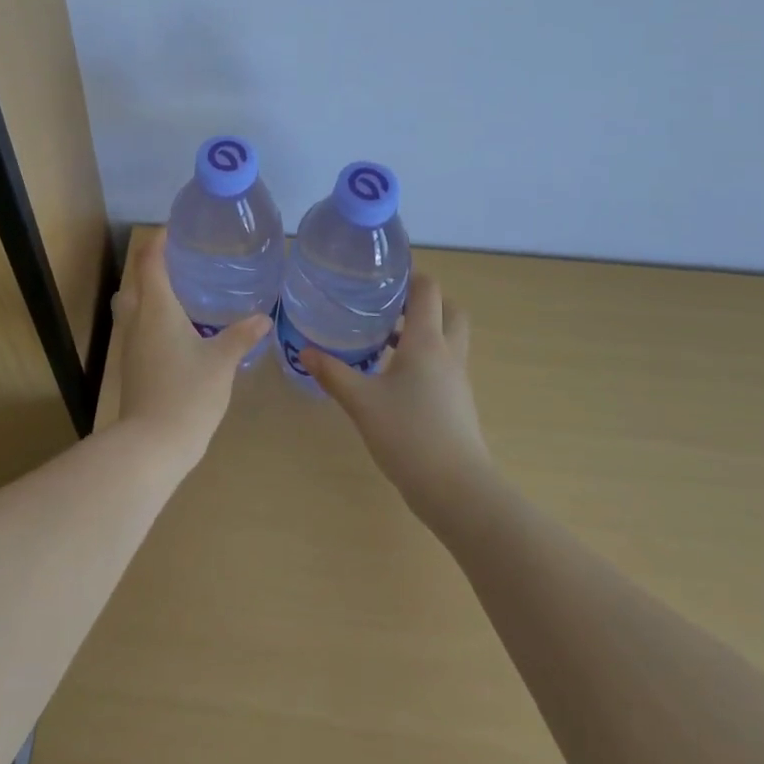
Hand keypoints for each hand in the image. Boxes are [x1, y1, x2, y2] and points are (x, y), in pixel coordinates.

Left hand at [108, 229, 271, 470]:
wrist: (152, 444)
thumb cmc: (187, 394)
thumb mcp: (221, 362)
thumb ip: (241, 336)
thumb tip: (263, 318)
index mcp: (156, 309)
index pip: (151, 262)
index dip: (159, 242)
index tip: (173, 228)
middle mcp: (137, 320)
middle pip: (136, 280)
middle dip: (152, 264)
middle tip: (180, 257)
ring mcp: (130, 344)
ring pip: (132, 304)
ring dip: (148, 290)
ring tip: (178, 288)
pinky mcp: (132, 364)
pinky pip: (137, 325)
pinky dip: (150, 314)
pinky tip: (175, 327)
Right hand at [303, 275, 491, 524]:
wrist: (457, 489)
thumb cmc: (409, 435)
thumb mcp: (362, 402)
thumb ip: (333, 373)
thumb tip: (305, 351)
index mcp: (427, 342)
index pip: (428, 290)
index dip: (410, 275)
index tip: (382, 274)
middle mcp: (448, 353)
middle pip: (449, 309)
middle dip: (424, 301)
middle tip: (389, 304)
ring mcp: (457, 379)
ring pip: (448, 338)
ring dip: (424, 330)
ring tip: (384, 337)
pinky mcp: (458, 402)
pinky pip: (444, 363)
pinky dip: (424, 357)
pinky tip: (393, 375)